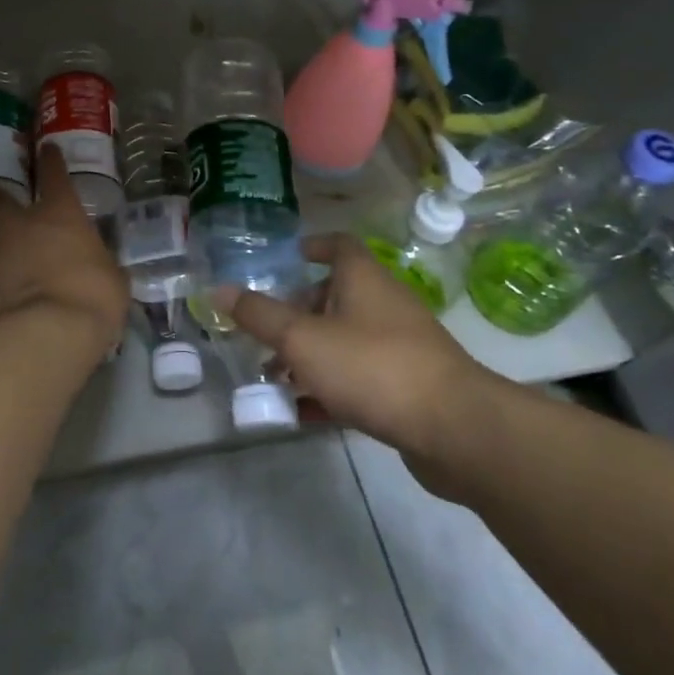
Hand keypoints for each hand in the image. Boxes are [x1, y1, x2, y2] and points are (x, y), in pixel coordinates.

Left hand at [0, 146, 128, 357]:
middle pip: (1, 199)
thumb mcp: (112, 279)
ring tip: (5, 270)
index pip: (54, 174)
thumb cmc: (92, 298)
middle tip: (7, 212)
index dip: (51, 160)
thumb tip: (97, 268)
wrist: (43, 334)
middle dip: (2, 202)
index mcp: (60, 213)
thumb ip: (99, 264)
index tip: (47, 149)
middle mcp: (20, 222)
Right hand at [221, 234, 505, 488]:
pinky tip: (303, 414)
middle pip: (334, 296)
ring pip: (344, 341)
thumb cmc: (372, 366)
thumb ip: (259, 315)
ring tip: (274, 379)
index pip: (337, 245)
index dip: (309, 247)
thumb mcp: (302, 339)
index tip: (283, 261)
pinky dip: (330, 389)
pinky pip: (360, 378)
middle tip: (264, 334)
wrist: (455, 429)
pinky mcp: (408, 386)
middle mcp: (383, 304)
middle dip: (297, 314)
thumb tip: (218, 289)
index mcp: (363, 278)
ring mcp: (400, 346)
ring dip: (309, 356)